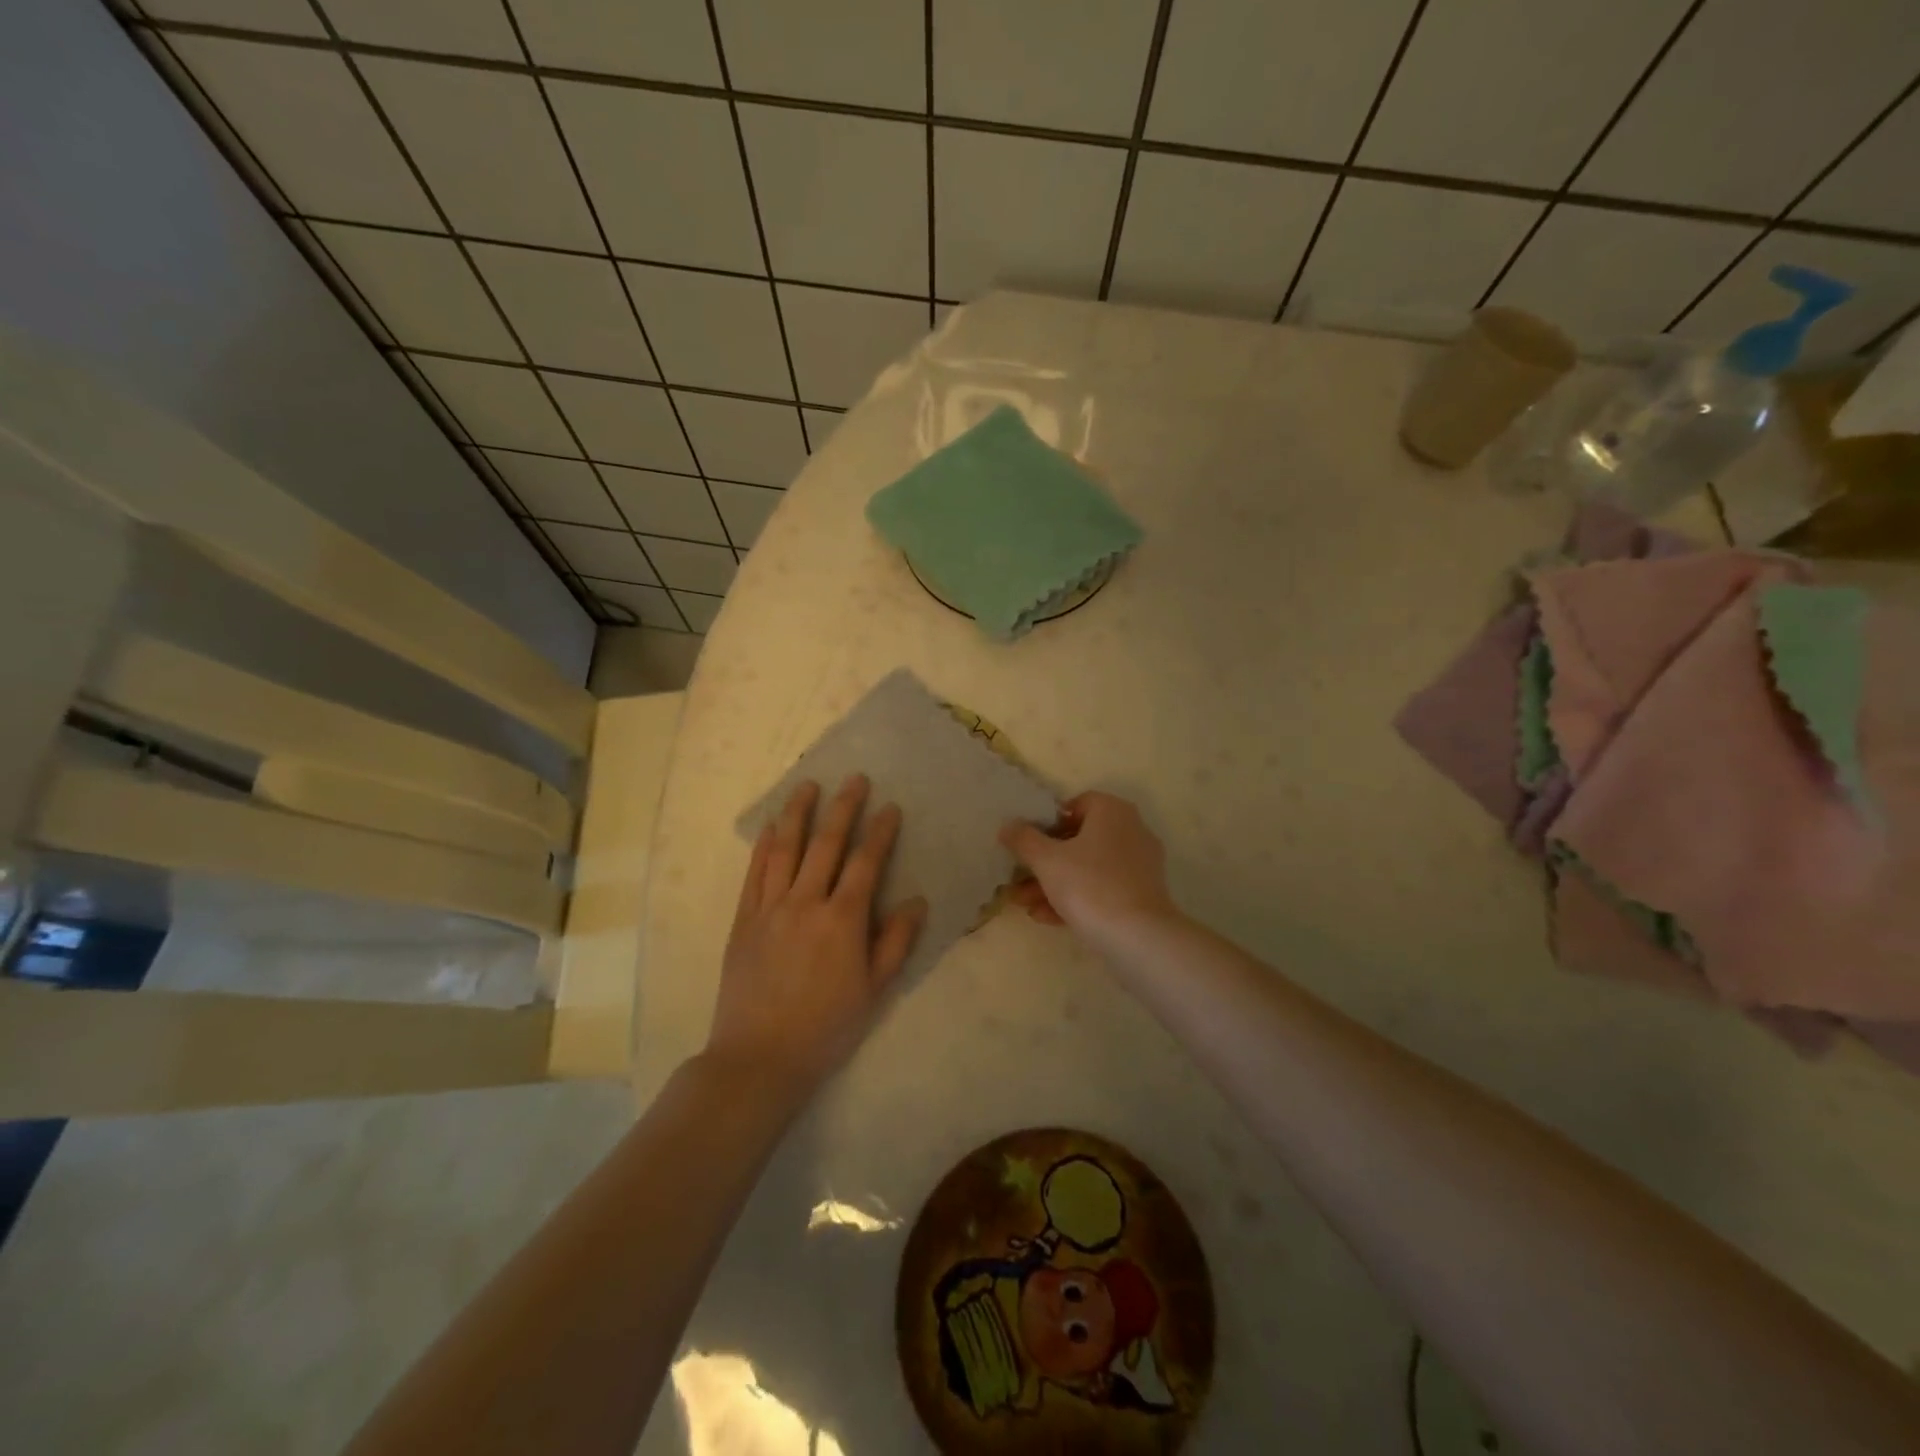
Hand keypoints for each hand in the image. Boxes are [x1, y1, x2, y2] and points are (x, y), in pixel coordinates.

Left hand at [708, 775, 926, 1098]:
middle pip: (826, 844)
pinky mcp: (744, 920)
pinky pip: (754, 873)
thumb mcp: (874, 989)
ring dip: (798, 813)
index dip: (880, 832)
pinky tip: (771, 827)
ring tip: (808, 785)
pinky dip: (763, 846)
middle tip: (854, 778)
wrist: (760, 1057)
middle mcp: (806, 902)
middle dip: (843, 808)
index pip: (866, 863)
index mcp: (842, 920)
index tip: (890, 806)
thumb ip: (895, 941)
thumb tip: (917, 900)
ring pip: (785, 849)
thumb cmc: (826, 1027)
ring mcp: (770, 908)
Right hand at [1000, 791, 1179, 944]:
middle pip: (1078, 841)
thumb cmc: (1089, 885)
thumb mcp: (1046, 860)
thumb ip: (1023, 839)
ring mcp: (1139, 865)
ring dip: (1054, 884)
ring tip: (1024, 904)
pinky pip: (1102, 889)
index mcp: (1112, 812)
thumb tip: (1008, 825)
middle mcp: (1131, 831)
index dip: (1048, 822)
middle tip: (1018, 880)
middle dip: (1044, 863)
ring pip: (1088, 869)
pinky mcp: (1142, 895)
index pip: (1076, 805)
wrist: (1138, 938)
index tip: (1028, 843)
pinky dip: (1076, 899)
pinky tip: (1046, 918)